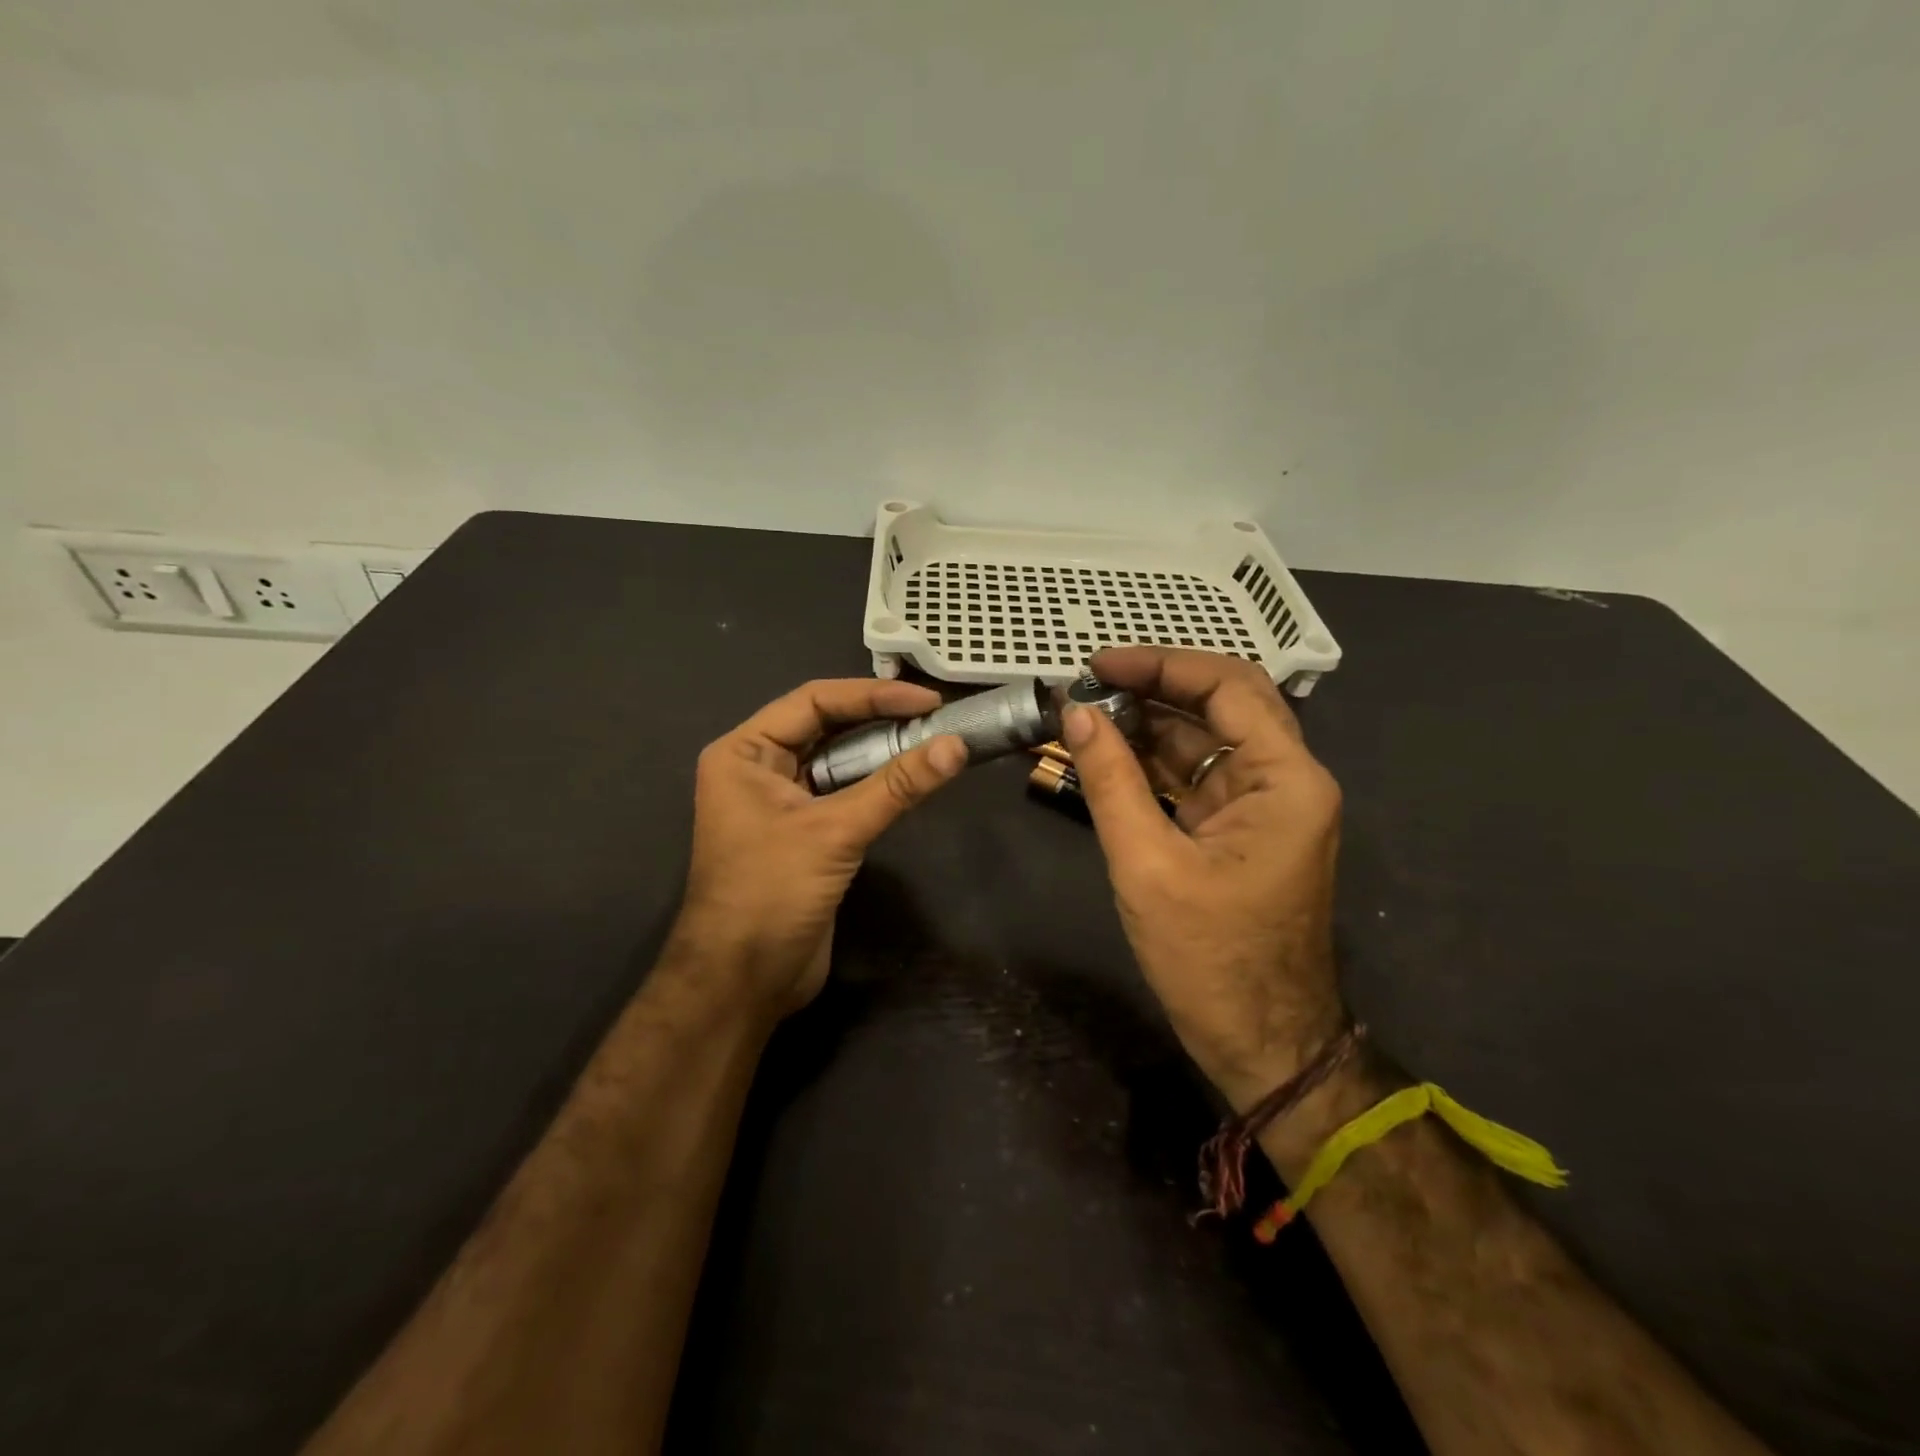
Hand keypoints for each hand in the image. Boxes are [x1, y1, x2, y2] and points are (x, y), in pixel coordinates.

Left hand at [670, 679, 966, 1016]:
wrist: (743, 982)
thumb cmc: (770, 893)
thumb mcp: (835, 832)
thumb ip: (896, 786)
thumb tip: (956, 745)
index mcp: (745, 753)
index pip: (814, 702)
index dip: (873, 696)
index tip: (927, 700)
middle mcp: (759, 768)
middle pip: (827, 727)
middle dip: (880, 720)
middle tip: (937, 717)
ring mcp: (782, 802)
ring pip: (838, 761)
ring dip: (883, 752)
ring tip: (934, 741)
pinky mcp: (804, 833)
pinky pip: (845, 794)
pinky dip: (878, 785)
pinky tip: (913, 779)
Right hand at [1063, 647, 1346, 1110]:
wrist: (1261, 1042)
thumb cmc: (1210, 958)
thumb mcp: (1148, 864)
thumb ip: (1110, 781)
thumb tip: (1075, 713)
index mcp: (1285, 779)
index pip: (1227, 686)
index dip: (1159, 665)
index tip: (1097, 665)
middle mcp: (1285, 780)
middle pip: (1221, 704)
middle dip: (1153, 688)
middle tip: (1088, 684)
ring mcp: (1262, 806)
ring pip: (1205, 740)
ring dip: (1147, 725)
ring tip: (1085, 714)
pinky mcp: (1238, 831)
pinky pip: (1195, 778)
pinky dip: (1152, 764)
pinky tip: (1106, 754)